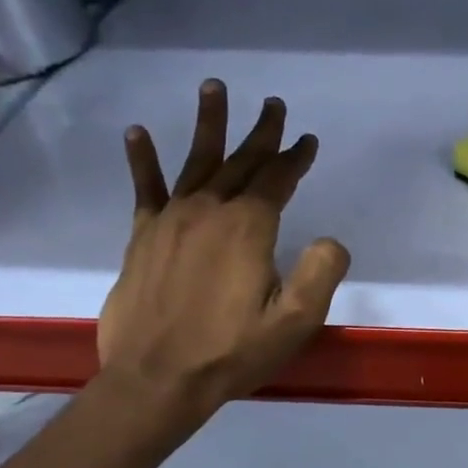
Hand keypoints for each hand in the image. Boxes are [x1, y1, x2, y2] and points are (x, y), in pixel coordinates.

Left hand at [97, 79, 349, 430]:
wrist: (158, 379)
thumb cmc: (232, 351)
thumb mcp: (295, 321)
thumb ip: (321, 272)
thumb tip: (331, 239)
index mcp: (248, 228)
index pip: (277, 180)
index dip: (294, 157)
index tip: (307, 139)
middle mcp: (209, 211)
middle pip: (240, 162)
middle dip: (261, 133)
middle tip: (273, 105)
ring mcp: (171, 221)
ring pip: (195, 162)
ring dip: (208, 125)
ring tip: (213, 88)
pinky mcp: (143, 237)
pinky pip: (145, 189)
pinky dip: (143, 160)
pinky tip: (137, 133)